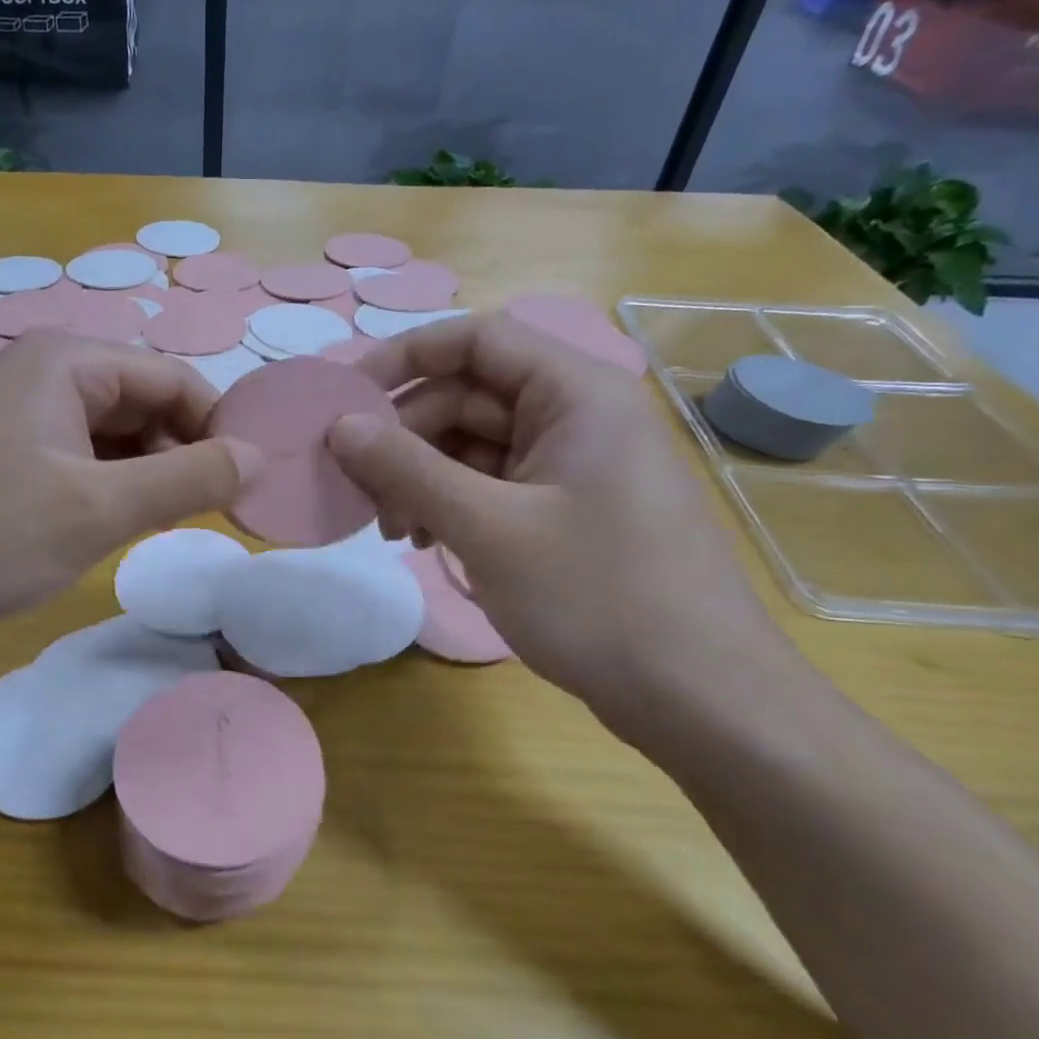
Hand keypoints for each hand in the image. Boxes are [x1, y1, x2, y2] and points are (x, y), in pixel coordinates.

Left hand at [0, 332, 258, 635]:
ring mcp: (18, 411)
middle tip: (196, 517)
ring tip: (151, 527)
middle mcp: (44, 371)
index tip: (243, 488)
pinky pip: (76, 455)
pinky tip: (104, 525)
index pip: (175, 379)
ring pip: (110, 433)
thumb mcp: (99, 511)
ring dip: (142, 475)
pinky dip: (103, 486)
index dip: (217, 430)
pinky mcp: (1, 450)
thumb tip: (257, 458)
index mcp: (70, 361)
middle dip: (177, 455)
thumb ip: (187, 480)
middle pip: (142, 402)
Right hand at [326, 314, 794, 721]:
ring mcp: (574, 467)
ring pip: (474, 447)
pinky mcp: (568, 511)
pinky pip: (493, 486)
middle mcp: (577, 416)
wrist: (699, 699)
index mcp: (575, 393)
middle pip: (468, 397)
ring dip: (422, 479)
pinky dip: (452, 505)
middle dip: (406, 439)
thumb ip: (406, 469)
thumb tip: (339, 426)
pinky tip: (426, 542)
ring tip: (393, 531)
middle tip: (359, 490)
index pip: (476, 340)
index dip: (404, 358)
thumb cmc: (595, 597)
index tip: (345, 401)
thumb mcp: (487, 527)